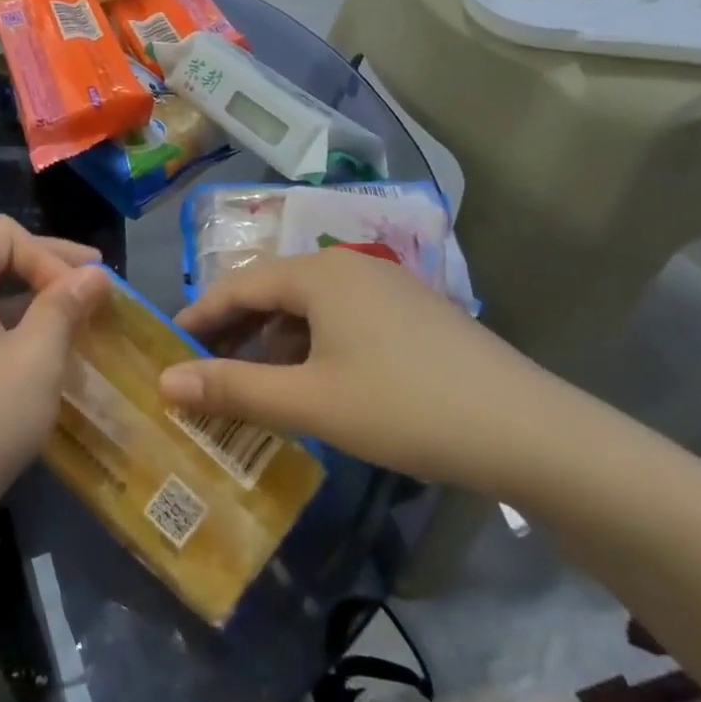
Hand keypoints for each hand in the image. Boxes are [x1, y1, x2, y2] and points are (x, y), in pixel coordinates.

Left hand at [0, 216, 109, 550]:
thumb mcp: (36, 359)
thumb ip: (64, 307)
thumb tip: (92, 275)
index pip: (2, 232)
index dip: (49, 253)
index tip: (82, 293)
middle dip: (45, 269)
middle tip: (94, 288)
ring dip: (31, 305)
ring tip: (73, 328)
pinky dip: (9, 333)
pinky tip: (38, 365)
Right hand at [161, 250, 578, 500]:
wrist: (535, 435)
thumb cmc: (406, 408)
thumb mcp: (309, 403)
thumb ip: (232, 389)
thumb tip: (164, 382)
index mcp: (319, 273)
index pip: (238, 286)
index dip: (199, 316)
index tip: (169, 346)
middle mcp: (349, 266)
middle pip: (272, 292)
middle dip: (234, 331)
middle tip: (204, 370)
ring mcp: (387, 287)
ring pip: (307, 308)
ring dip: (272, 343)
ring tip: (251, 384)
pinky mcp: (414, 315)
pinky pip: (340, 321)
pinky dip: (311, 347)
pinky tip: (312, 384)